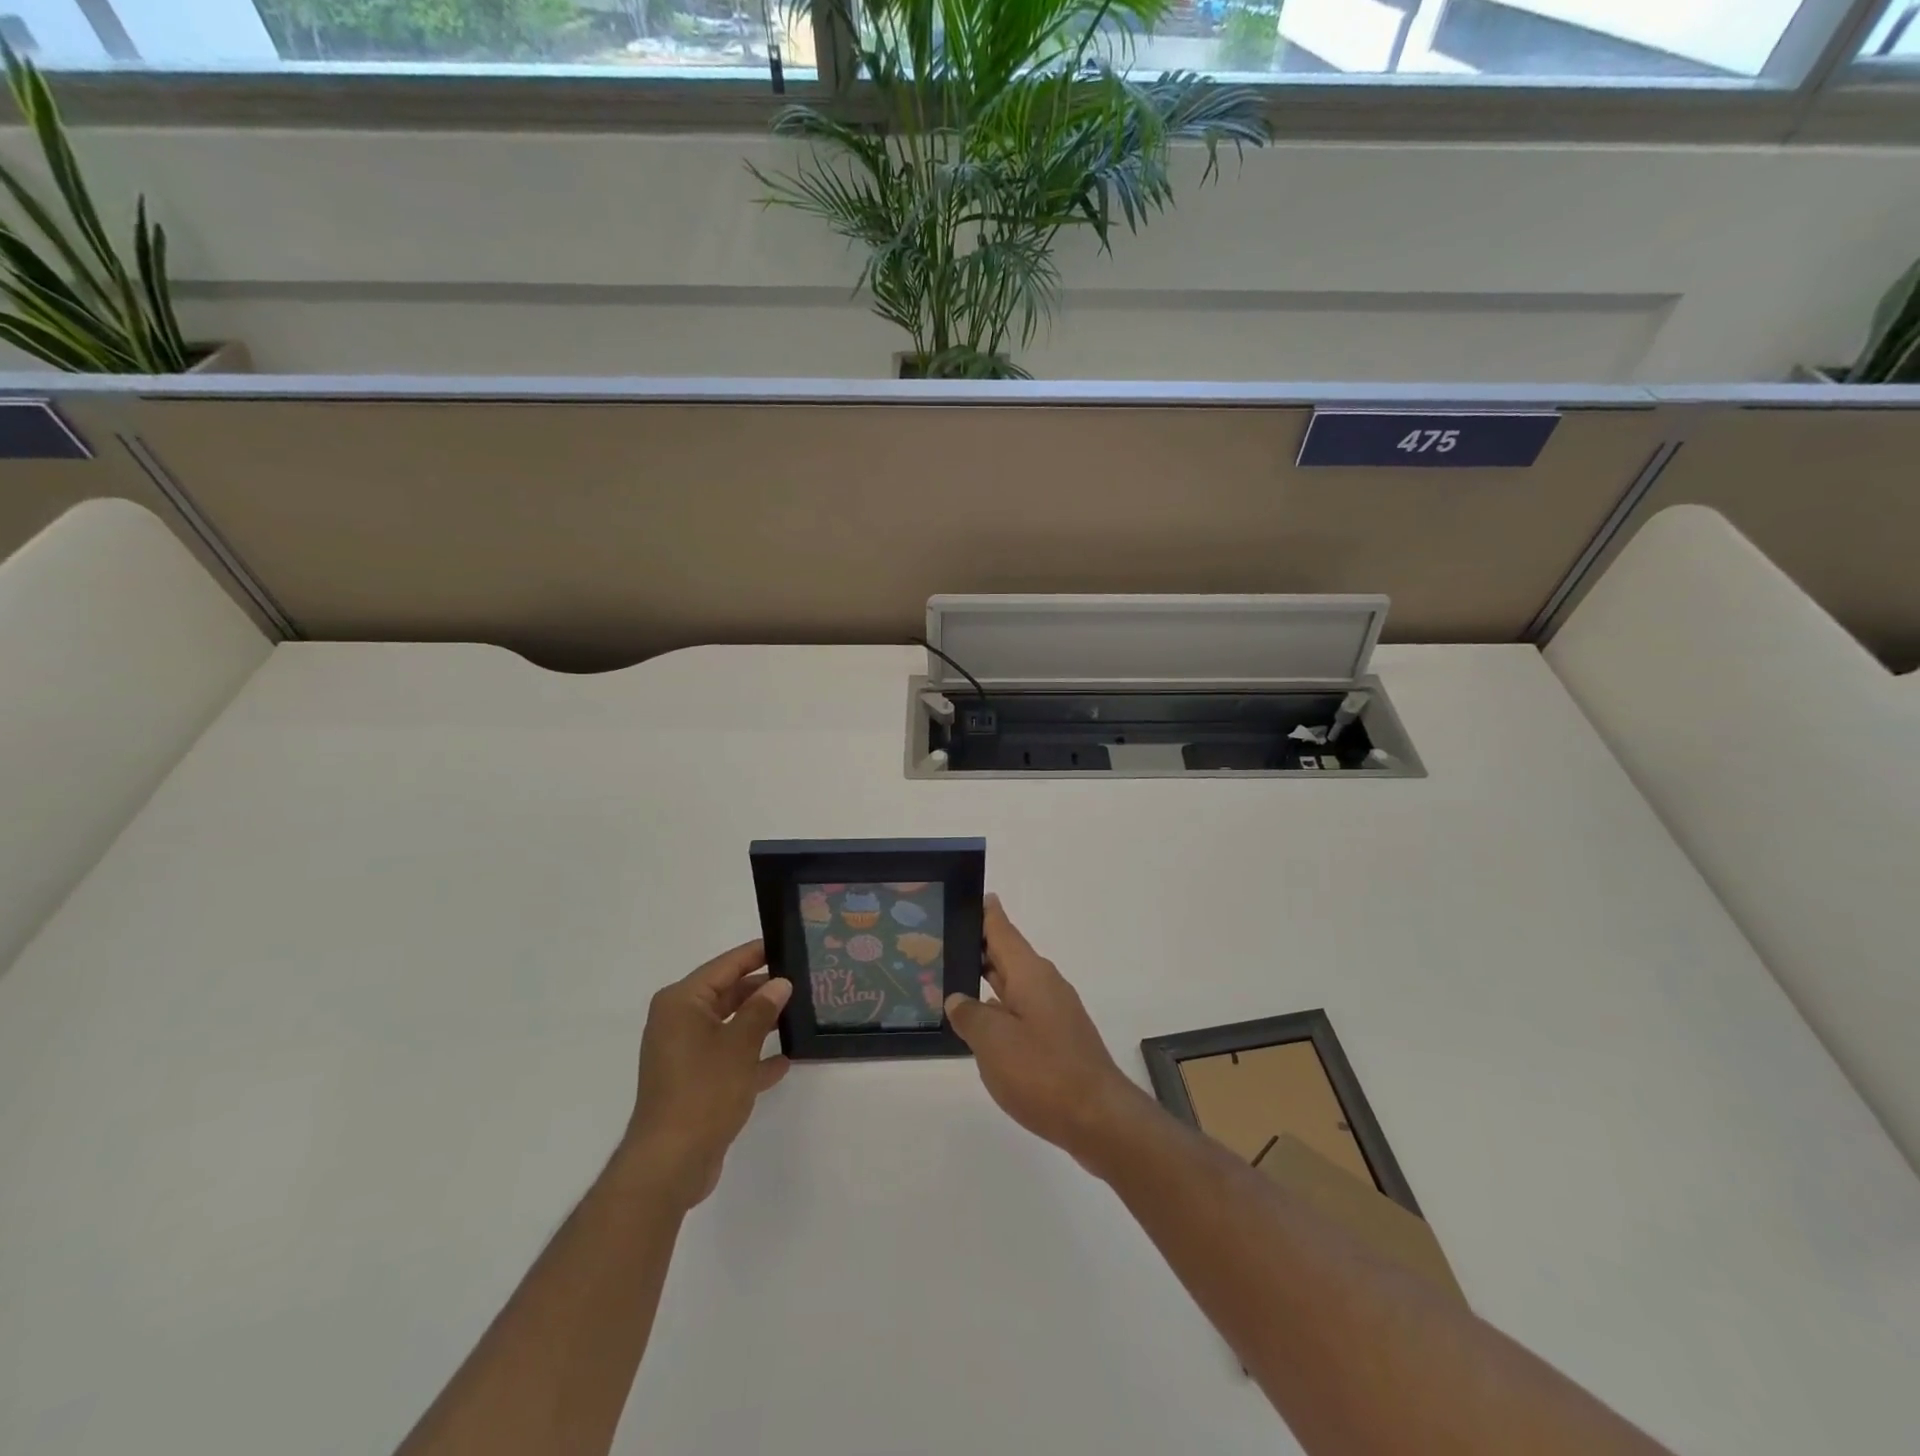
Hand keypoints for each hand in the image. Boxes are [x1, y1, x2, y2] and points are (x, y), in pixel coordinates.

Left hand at [625, 939, 790, 1209]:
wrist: (670, 1163)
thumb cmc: (703, 1091)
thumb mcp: (740, 1044)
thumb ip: (762, 1009)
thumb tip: (779, 983)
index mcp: (682, 1002)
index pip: (726, 965)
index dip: (757, 954)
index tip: (788, 944)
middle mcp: (679, 1021)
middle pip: (728, 993)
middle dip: (763, 989)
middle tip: (803, 981)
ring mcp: (685, 1053)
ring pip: (730, 1025)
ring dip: (761, 1022)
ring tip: (800, 1014)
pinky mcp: (694, 1081)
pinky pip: (728, 1056)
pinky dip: (752, 1055)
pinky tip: (785, 1059)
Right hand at [945, 896, 1149, 1167]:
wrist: (1099, 1118)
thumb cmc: (1042, 1071)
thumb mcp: (993, 1042)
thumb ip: (970, 1015)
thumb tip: (958, 999)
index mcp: (1030, 973)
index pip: (1002, 930)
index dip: (986, 913)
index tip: (970, 895)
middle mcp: (1045, 984)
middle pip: (1007, 955)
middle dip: (980, 947)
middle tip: (944, 940)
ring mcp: (1055, 1012)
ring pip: (1014, 985)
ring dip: (988, 980)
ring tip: (953, 981)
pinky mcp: (1059, 1038)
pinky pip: (1022, 1010)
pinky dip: (1000, 1009)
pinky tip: (982, 1025)